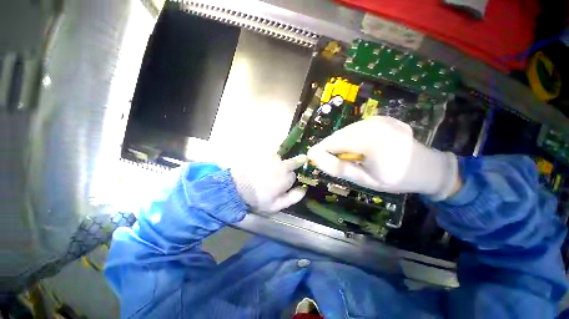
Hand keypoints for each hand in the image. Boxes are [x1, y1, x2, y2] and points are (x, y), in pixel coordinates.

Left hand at [231, 154, 307, 212]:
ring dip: (277, 162)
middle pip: (292, 162)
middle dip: (290, 166)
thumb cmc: (257, 199)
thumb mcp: (276, 205)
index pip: (294, 176)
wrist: (236, 188)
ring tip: (267, 170)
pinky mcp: (262, 153)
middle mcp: (282, 165)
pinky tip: (262, 164)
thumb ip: (293, 197)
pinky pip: (270, 153)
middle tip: (281, 172)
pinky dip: (269, 157)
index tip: (283, 184)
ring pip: (280, 158)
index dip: (289, 180)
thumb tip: (304, 189)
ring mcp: (271, 157)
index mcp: (286, 178)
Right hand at [307, 116, 459, 199]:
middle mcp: (372, 125)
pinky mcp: (381, 118)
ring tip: (344, 155)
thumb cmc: (396, 178)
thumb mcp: (365, 180)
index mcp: (370, 141)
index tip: (311, 157)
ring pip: (346, 130)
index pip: (334, 143)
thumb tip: (316, 158)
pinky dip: (351, 137)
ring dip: (340, 142)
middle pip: (339, 135)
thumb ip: (339, 168)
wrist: (427, 167)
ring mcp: (378, 120)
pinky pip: (356, 127)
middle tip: (328, 160)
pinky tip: (358, 147)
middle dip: (329, 146)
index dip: (320, 150)